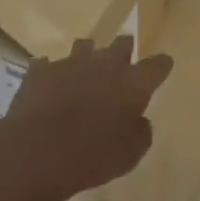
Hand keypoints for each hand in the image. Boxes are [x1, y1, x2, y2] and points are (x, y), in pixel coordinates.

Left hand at [0, 37, 172, 200]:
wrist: (36, 152)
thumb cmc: (92, 157)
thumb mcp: (130, 155)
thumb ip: (140, 132)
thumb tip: (139, 120)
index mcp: (132, 83)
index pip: (157, 65)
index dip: (161, 65)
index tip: (162, 67)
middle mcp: (105, 64)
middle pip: (122, 44)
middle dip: (125, 50)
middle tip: (123, 63)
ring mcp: (70, 62)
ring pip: (85, 46)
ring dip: (88, 57)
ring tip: (84, 73)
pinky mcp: (41, 70)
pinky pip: (50, 65)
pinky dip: (53, 74)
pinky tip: (50, 87)